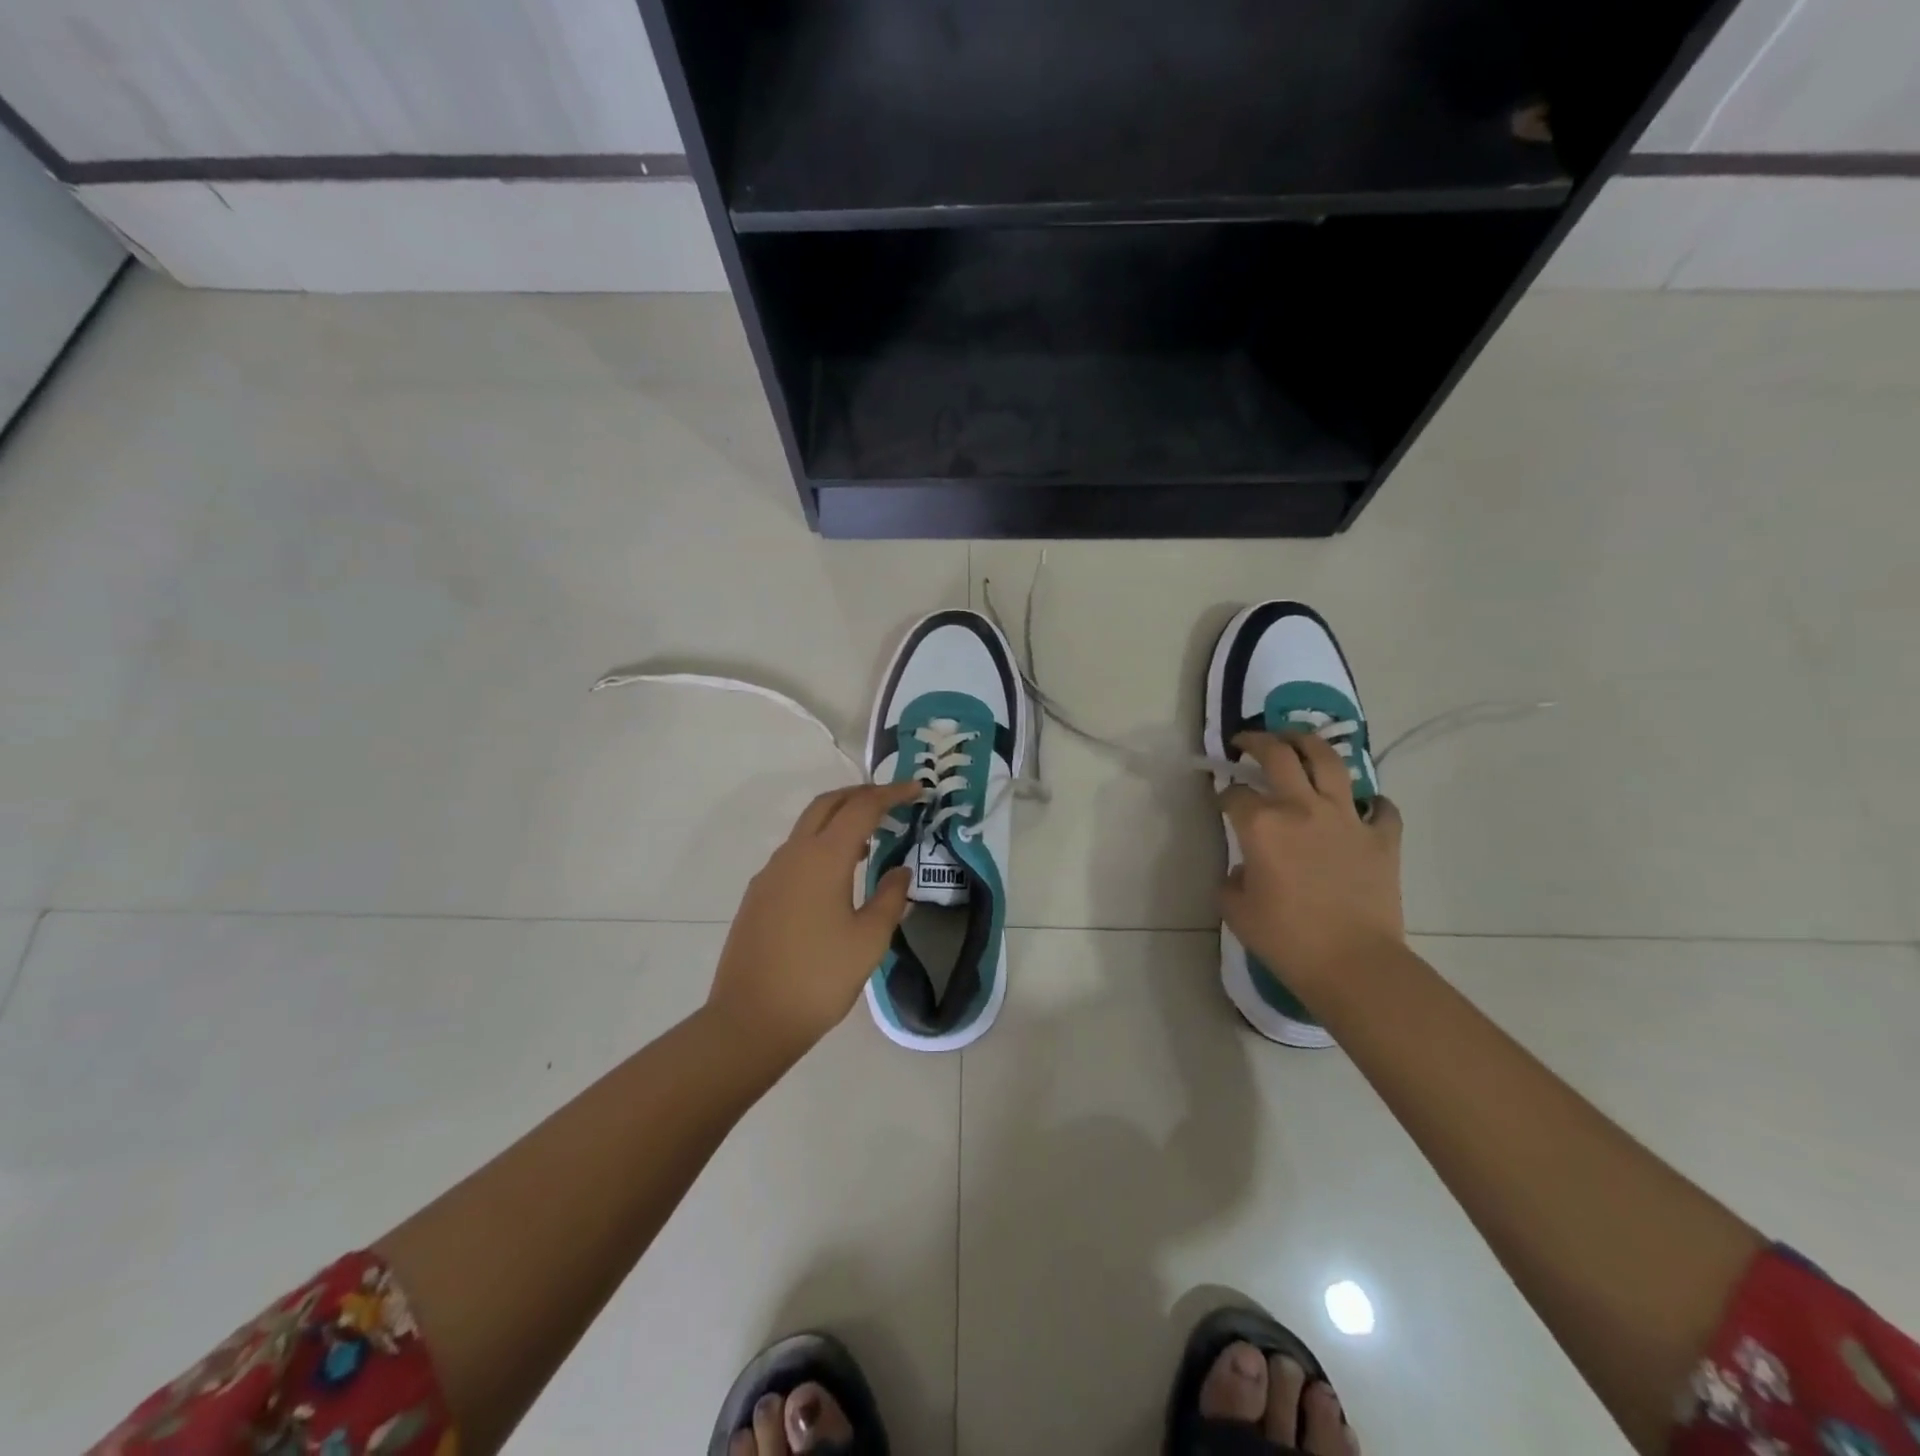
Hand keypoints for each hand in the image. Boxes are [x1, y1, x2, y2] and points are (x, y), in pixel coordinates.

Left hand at [706, 782, 919, 1057]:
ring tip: (870, 839)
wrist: (751, 1020)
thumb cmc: (819, 978)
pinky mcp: (758, 895)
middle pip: (827, 804)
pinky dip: (821, 846)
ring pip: (807, 827)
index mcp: (823, 858)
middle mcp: (793, 855)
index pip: (862, 808)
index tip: (916, 790)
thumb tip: (900, 871)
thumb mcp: (869, 940)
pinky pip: (794, 854)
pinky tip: (836, 876)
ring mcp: (770, 874)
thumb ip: (890, 898)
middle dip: (860, 794)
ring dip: (838, 820)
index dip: (891, 794)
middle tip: (891, 801)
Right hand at [1218, 731, 1404, 995]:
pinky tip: (1362, 806)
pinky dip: (1371, 803)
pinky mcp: (1381, 837)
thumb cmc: (1286, 939)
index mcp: (1262, 825)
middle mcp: (1302, 808)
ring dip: (1308, 744)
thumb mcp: (1236, 910)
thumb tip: (1245, 868)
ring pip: (1329, 761)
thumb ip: (1233, 878)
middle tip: (1247, 741)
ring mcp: (1346, 819)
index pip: (1235, 794)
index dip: (1223, 794)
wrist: (1353, 964)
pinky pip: (1380, 808)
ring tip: (1297, 741)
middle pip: (1278, 755)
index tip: (1221, 801)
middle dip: (1257, 741)